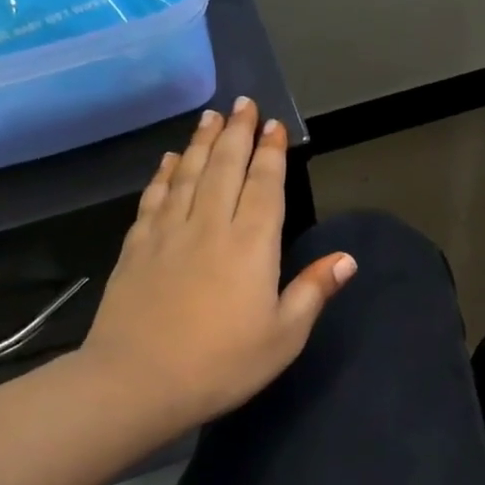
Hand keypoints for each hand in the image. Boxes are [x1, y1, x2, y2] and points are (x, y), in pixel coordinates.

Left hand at [79, 100, 353, 433]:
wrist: (137, 382)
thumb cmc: (222, 364)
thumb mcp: (284, 336)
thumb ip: (313, 292)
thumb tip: (347, 258)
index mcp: (252, 245)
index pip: (265, 186)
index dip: (271, 153)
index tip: (273, 125)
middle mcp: (210, 226)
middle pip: (225, 167)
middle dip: (237, 133)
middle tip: (243, 103)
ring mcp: (169, 233)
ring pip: (188, 174)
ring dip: (201, 142)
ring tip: (210, 116)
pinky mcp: (137, 247)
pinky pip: (154, 198)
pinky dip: (164, 174)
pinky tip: (169, 160)